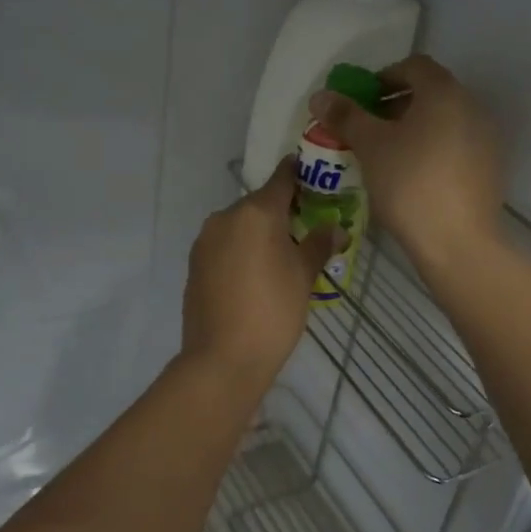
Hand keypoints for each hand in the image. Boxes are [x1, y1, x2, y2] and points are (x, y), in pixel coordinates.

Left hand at [180, 162, 339, 386]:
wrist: (223, 358)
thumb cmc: (273, 311)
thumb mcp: (303, 276)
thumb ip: (319, 245)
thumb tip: (336, 229)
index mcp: (256, 212)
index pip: (281, 179)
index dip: (298, 174)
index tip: (312, 173)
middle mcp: (225, 217)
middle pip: (259, 204)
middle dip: (281, 212)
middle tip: (305, 228)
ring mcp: (205, 240)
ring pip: (239, 225)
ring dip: (259, 233)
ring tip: (281, 257)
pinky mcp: (194, 263)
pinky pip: (224, 245)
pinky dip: (241, 250)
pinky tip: (255, 275)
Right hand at [306, 54, 504, 273]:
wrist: (457, 242)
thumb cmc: (409, 183)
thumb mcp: (370, 147)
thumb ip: (346, 116)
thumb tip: (320, 96)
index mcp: (444, 93)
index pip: (414, 66)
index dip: (383, 77)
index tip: (361, 101)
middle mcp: (472, 107)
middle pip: (431, 93)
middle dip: (396, 106)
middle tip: (368, 129)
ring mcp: (486, 139)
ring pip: (444, 121)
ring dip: (414, 129)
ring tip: (386, 156)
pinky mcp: (490, 168)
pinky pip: (456, 146)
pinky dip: (432, 150)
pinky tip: (412, 177)